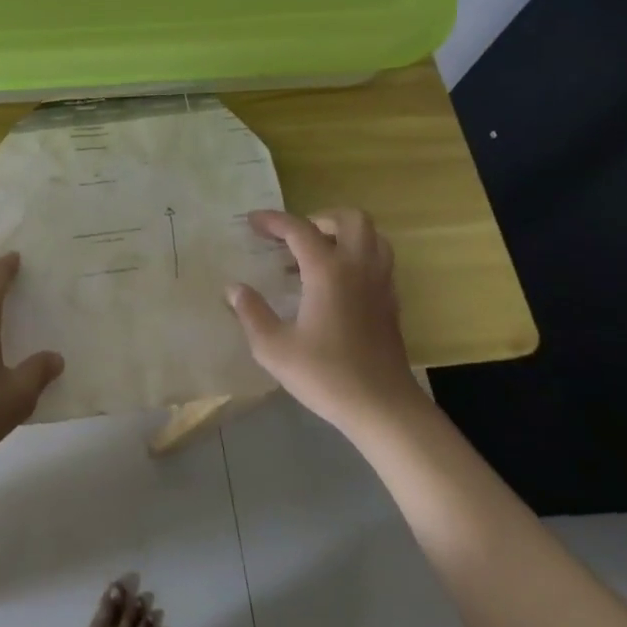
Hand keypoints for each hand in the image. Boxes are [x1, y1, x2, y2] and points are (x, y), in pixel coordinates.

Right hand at [225, 208, 421, 432]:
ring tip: (318, 254)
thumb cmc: (326, 375)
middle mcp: (359, 267)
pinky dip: (357, 256)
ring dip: (344, 234)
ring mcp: (381, 284)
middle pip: (351, 219)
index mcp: (328, 271)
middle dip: (320, 218)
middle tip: (296, 237)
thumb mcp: (274, 348)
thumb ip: (252, 313)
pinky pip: (379, 260)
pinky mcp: (391, 302)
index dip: (273, 221)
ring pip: (372, 237)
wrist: (383, 408)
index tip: (252, 221)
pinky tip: (336, 283)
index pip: (300, 229)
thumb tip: (234, 288)